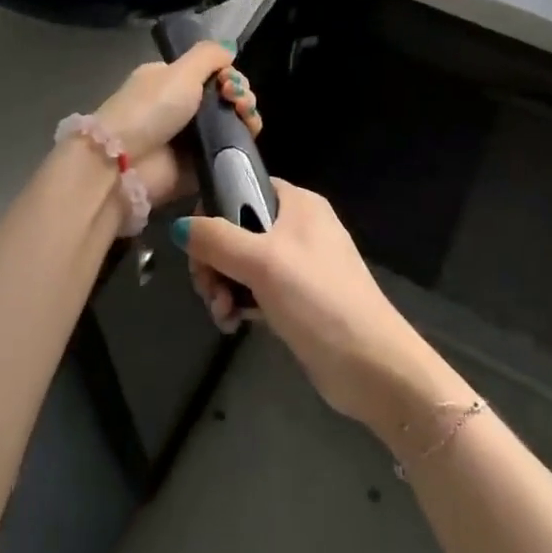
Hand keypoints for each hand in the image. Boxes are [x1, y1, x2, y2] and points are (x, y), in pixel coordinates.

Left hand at [89, 42, 259, 207]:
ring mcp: (193, 138)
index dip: (228, 73)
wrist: (127, 162)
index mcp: (171, 81)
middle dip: (240, 93)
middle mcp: (182, 107)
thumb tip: (229, 49)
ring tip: (245, 115)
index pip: (211, 73)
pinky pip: (232, 150)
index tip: (228, 79)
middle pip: (226, 96)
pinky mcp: (202, 164)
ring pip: (233, 122)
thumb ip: (208, 55)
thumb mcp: (179, 71)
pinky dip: (244, 141)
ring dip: (246, 114)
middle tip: (235, 98)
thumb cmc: (151, 108)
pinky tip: (248, 133)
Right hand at [173, 181, 457, 437]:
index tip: (197, 244)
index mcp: (298, 203)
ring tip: (223, 314)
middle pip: (237, 228)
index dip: (214, 210)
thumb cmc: (319, 300)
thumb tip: (179, 227)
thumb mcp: (262, 262)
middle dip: (215, 260)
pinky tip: (233, 324)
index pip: (242, 186)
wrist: (372, 367)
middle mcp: (298, 226)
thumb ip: (217, 239)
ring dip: (224, 286)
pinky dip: (240, 303)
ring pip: (242, 262)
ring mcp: (299, 264)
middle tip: (208, 289)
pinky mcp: (298, 299)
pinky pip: (256, 289)